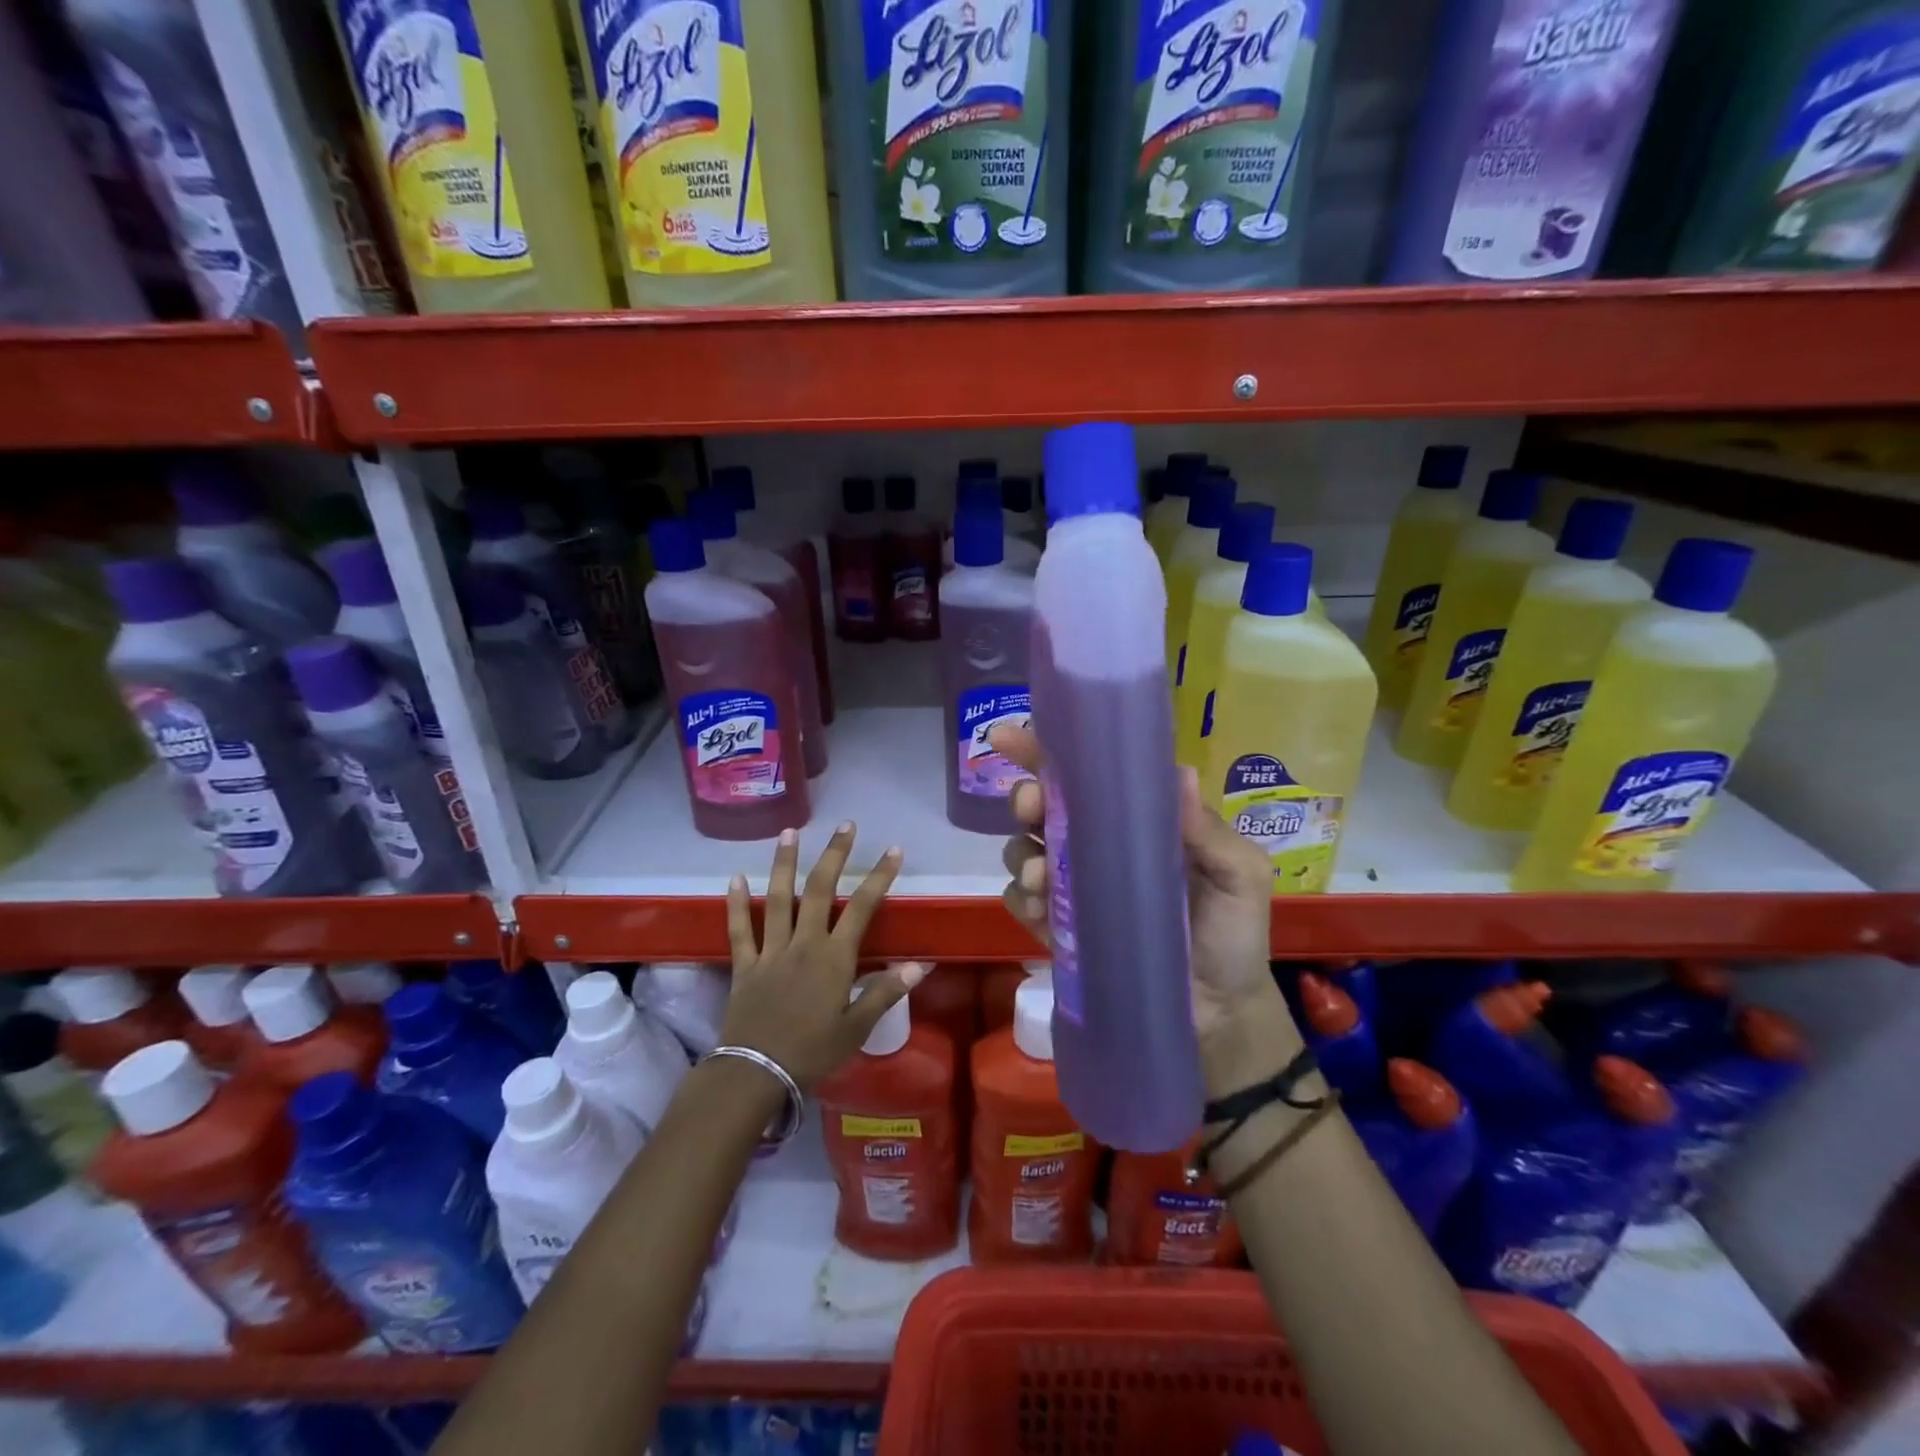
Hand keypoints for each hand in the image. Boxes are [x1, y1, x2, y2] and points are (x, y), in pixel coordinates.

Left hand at [722, 822, 927, 1088]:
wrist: (756, 1073)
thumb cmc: (813, 1052)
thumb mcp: (857, 1028)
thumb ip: (886, 992)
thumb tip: (920, 965)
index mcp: (834, 957)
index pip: (862, 907)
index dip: (880, 876)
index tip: (893, 850)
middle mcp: (803, 943)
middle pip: (819, 890)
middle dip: (834, 854)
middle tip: (845, 825)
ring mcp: (771, 951)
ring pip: (777, 898)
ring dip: (784, 863)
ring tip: (789, 832)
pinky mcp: (745, 964)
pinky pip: (739, 929)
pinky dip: (736, 903)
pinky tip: (734, 878)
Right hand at [990, 724, 1285, 1051]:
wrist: (1220, 1016)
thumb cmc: (1233, 936)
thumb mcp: (1240, 878)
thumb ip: (1210, 832)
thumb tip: (1178, 773)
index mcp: (1135, 820)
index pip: (1086, 775)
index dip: (1044, 752)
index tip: (1008, 737)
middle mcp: (1096, 845)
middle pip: (1043, 807)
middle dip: (1026, 799)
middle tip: (1031, 807)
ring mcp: (1073, 888)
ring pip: (1023, 851)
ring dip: (1021, 854)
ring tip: (1043, 877)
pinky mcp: (1058, 929)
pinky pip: (1021, 902)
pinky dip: (1022, 899)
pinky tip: (1039, 909)